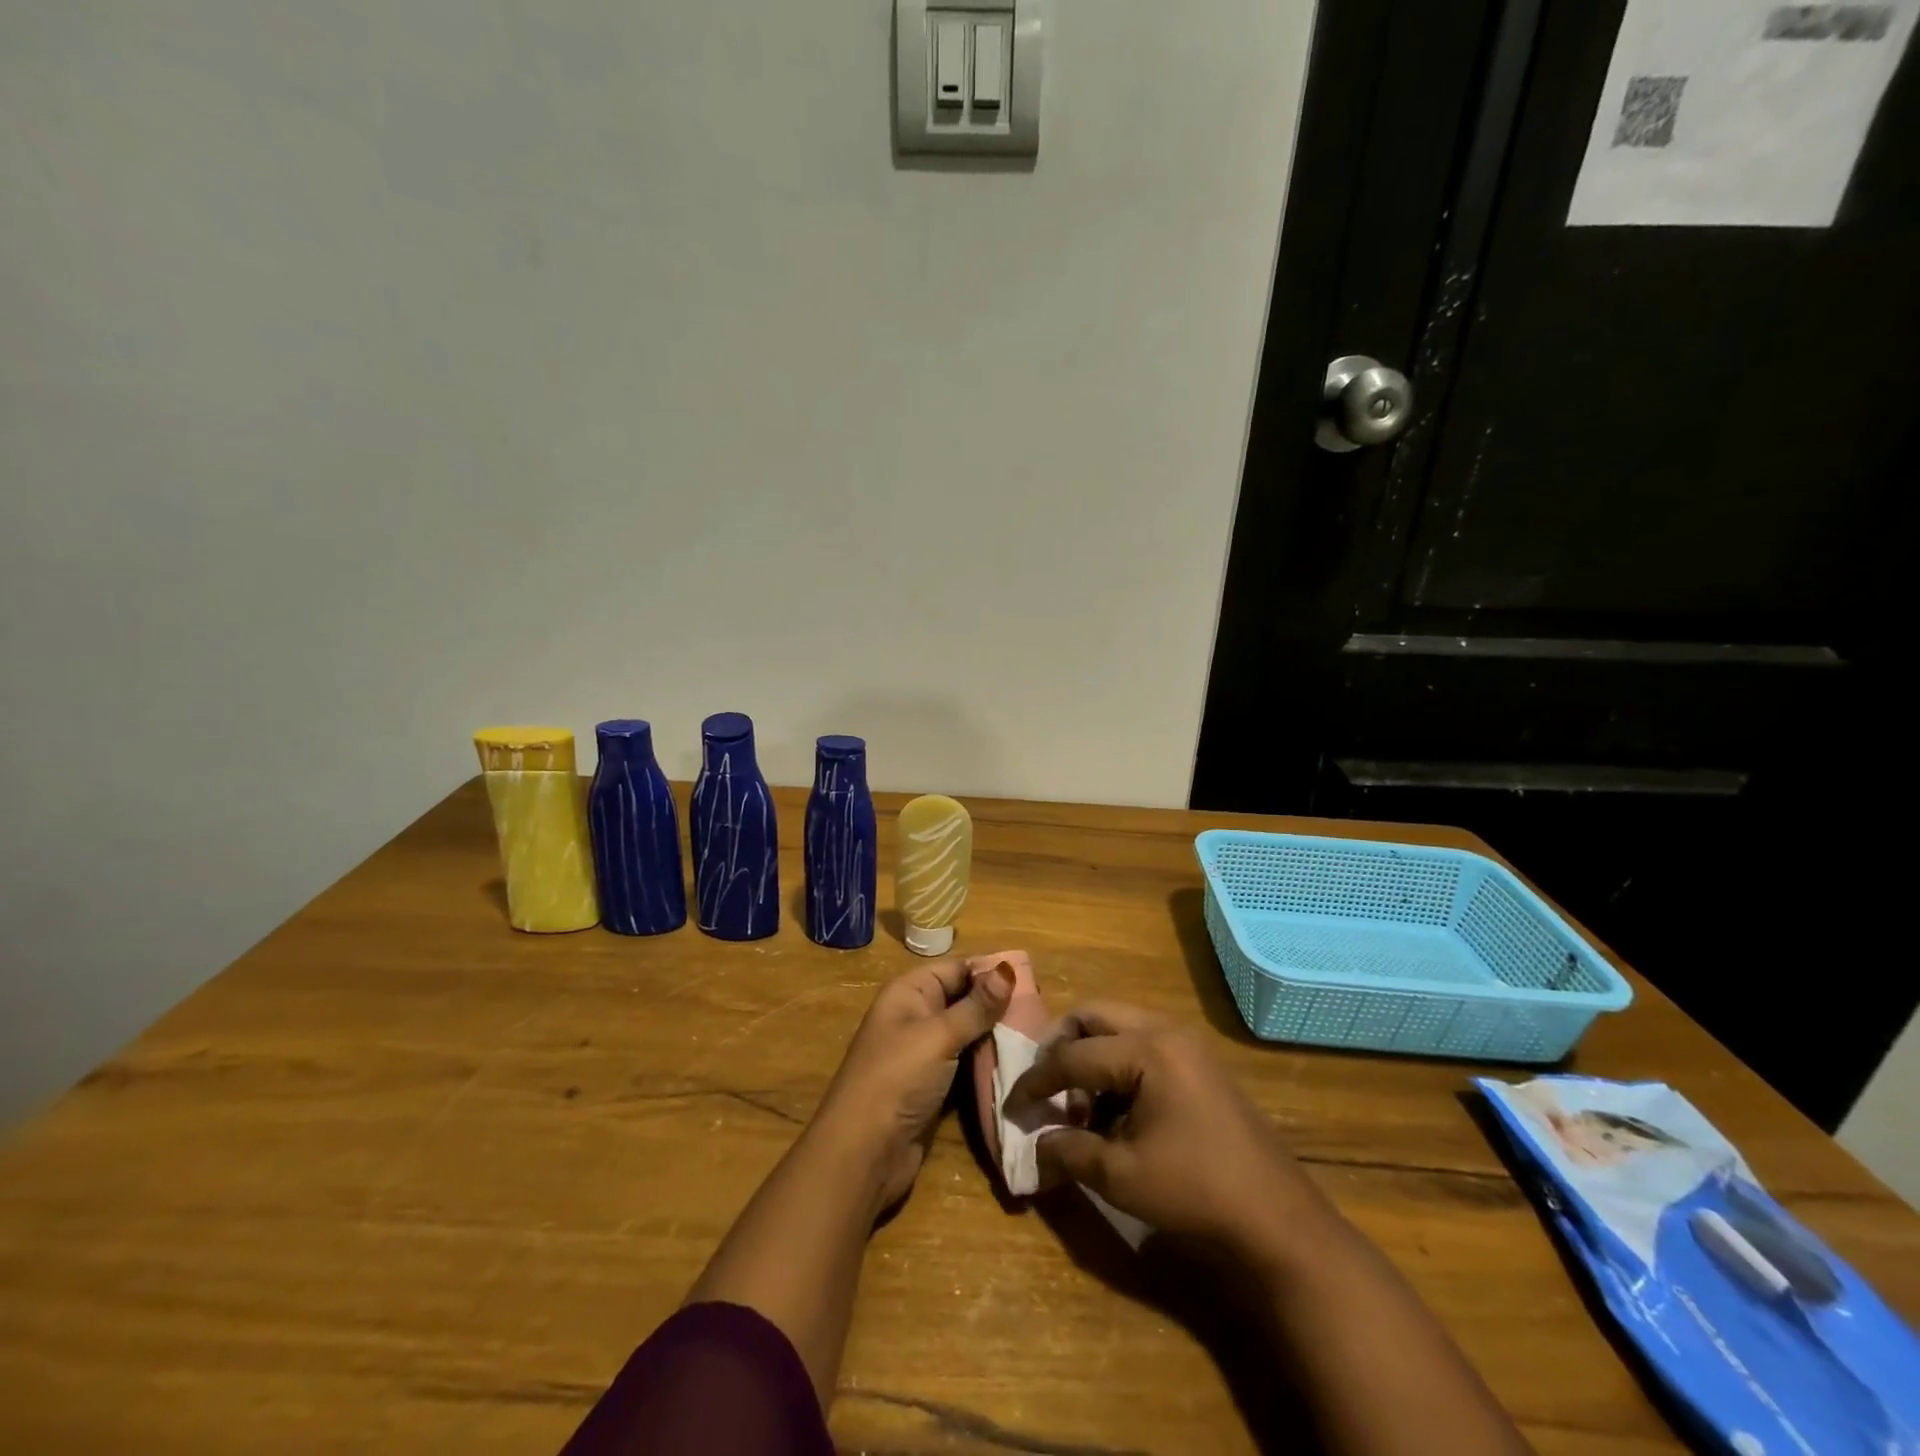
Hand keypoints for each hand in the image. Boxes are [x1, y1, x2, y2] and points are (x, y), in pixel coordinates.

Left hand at [812, 960, 1014, 1215]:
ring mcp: (924, 1053)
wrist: (862, 1154)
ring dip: (995, 1034)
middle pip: (963, 999)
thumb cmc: (897, 1080)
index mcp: (909, 993)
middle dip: (997, 1003)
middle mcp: (915, 1016)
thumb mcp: (938, 1036)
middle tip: (1041, 1009)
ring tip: (1037, 1033)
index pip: (956, 968)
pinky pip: (965, 1062)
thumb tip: (1007, 969)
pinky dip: (987, 1061)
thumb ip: (975, 1006)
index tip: (1033, 979)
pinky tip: (1017, 1061)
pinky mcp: (933, 1085)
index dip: (990, 971)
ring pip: (967, 1032)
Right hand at [1010, 1003, 1336, 1271]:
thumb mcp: (1121, 1176)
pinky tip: (1115, 1112)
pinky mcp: (1198, 1063)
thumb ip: (1069, 1151)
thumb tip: (1033, 1148)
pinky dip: (1117, 1066)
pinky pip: (1142, 1044)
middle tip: (1045, 1085)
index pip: (1073, 1055)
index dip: (1037, 1081)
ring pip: (1119, 1027)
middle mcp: (1165, 1031)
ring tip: (1081, 1108)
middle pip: (1094, 1016)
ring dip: (1091, 1056)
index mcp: (1147, 1049)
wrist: (1279, 1222)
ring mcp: (1186, 1044)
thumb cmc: (1195, 1192)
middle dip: (1061, 1046)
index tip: (1012, 1106)